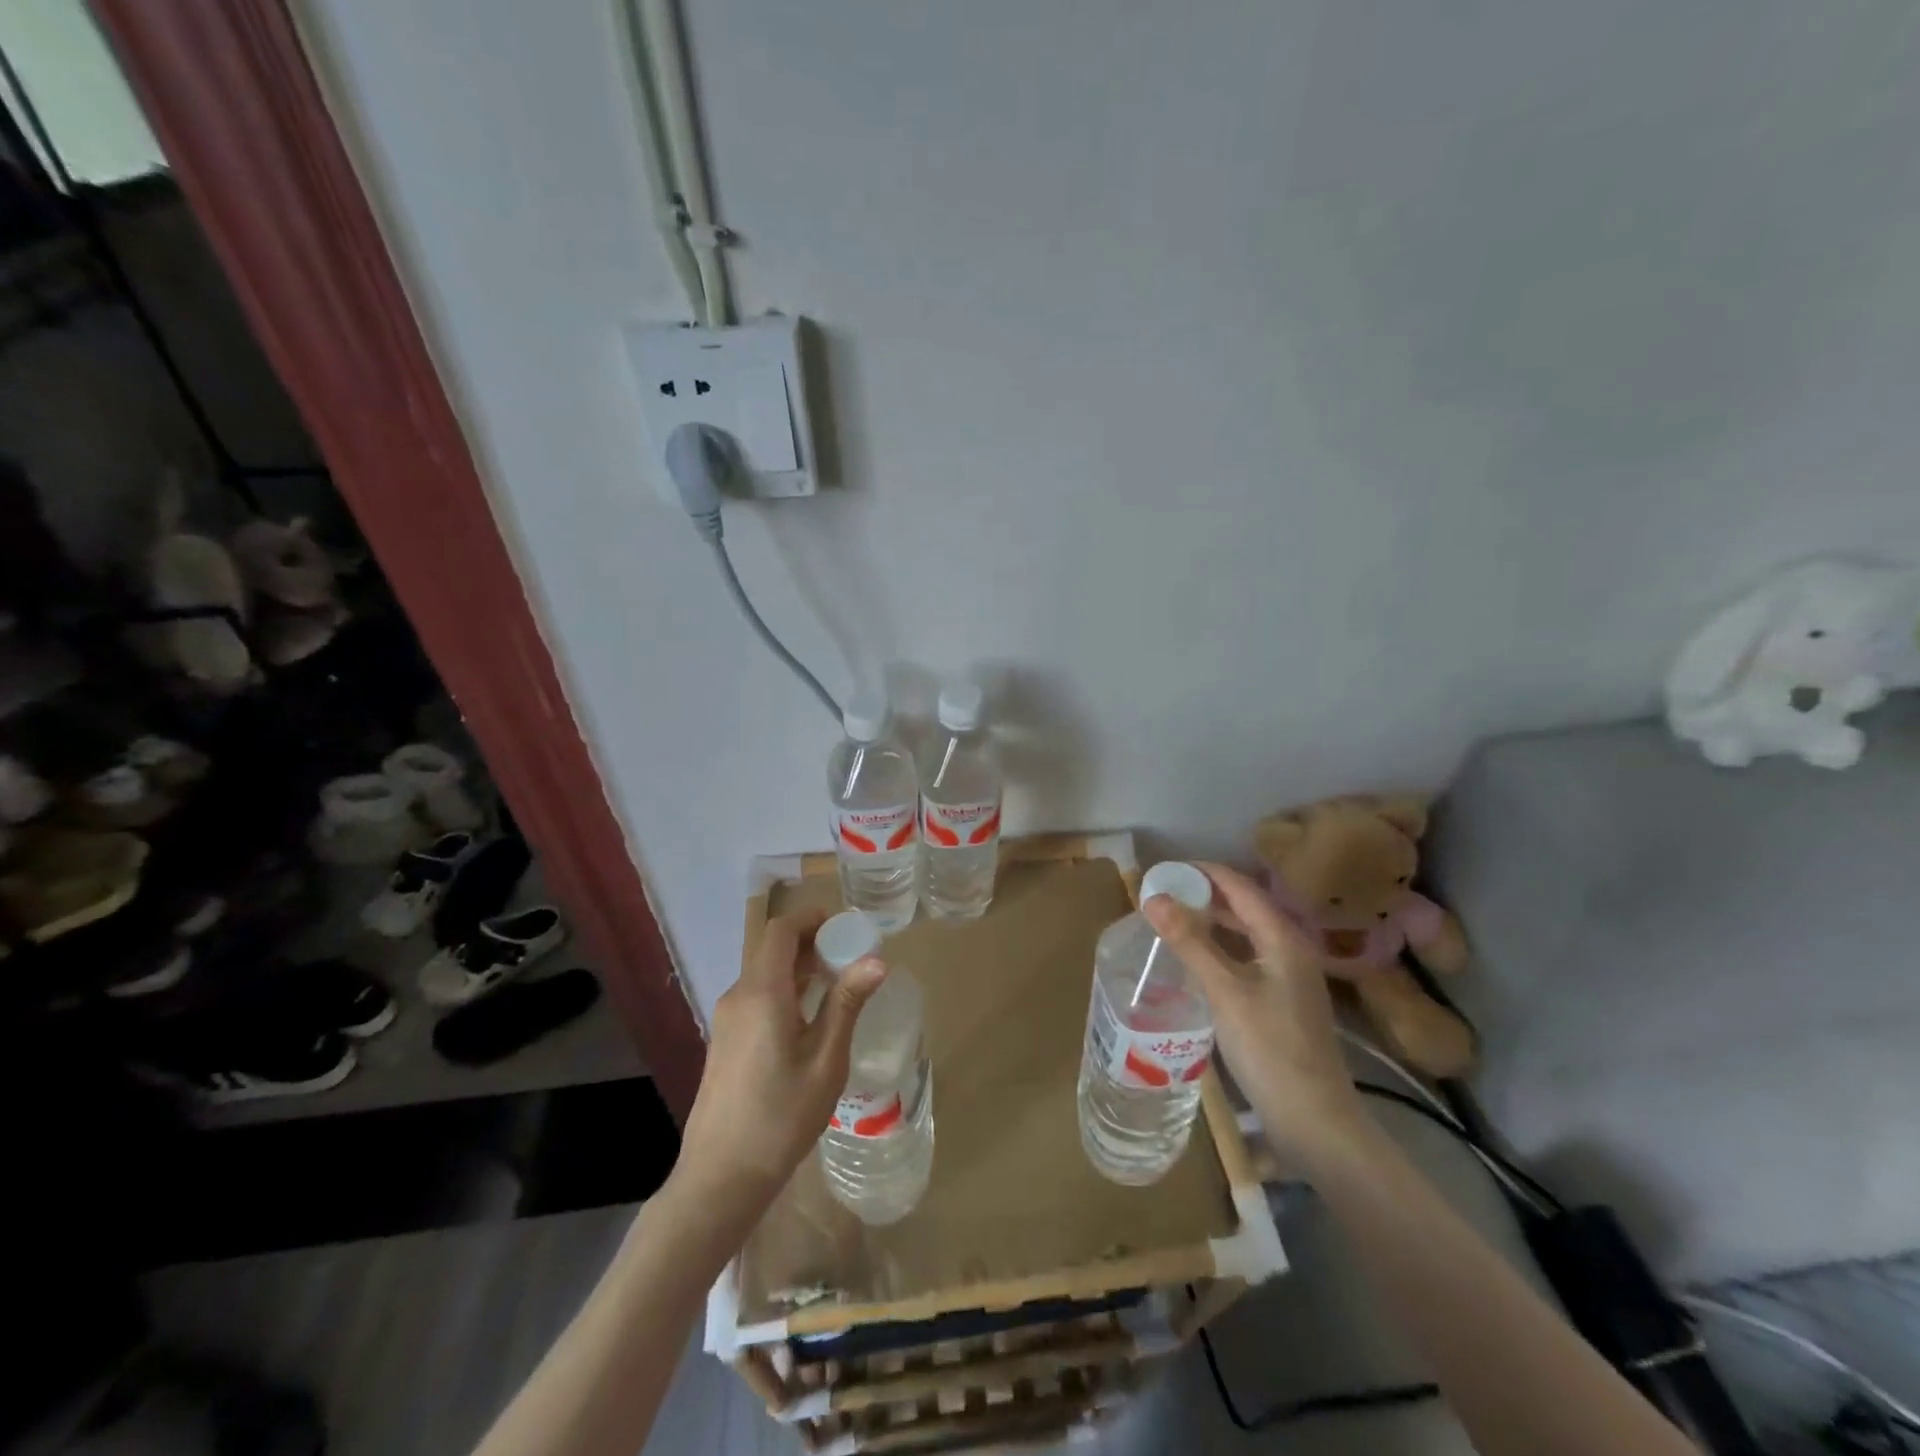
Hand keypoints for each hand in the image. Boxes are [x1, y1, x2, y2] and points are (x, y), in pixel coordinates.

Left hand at [676, 911, 887, 1217]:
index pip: (781, 930)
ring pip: (764, 973)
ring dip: (799, 968)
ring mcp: (727, 1019)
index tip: (846, 927)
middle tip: (851, 957)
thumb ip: (847, 1004)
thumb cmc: (781, 1117)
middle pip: (772, 949)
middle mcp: (739, 996)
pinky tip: (810, 1018)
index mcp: (762, 993)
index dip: (811, 919)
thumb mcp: (825, 1061)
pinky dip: (785, 990)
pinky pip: (757, 997)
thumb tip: (876, 960)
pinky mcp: (725, 1040)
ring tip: (838, 985)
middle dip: (811, 943)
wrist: (720, 1177)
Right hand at [1142, 862, 1365, 1150]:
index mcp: (1282, 938)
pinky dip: (1218, 949)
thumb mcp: (1225, 991)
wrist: (1315, 1121)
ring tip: (1171, 920)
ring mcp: (1288, 978)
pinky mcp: (1281, 1002)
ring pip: (1245, 934)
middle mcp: (1290, 950)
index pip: (1240, 886)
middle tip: (1161, 895)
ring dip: (1211, 922)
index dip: (1203, 872)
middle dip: (1204, 895)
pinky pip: (1245, 958)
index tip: (1165, 869)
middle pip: (1244, 907)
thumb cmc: (1270, 1049)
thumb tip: (1153, 897)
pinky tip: (1194, 961)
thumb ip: (1190, 942)